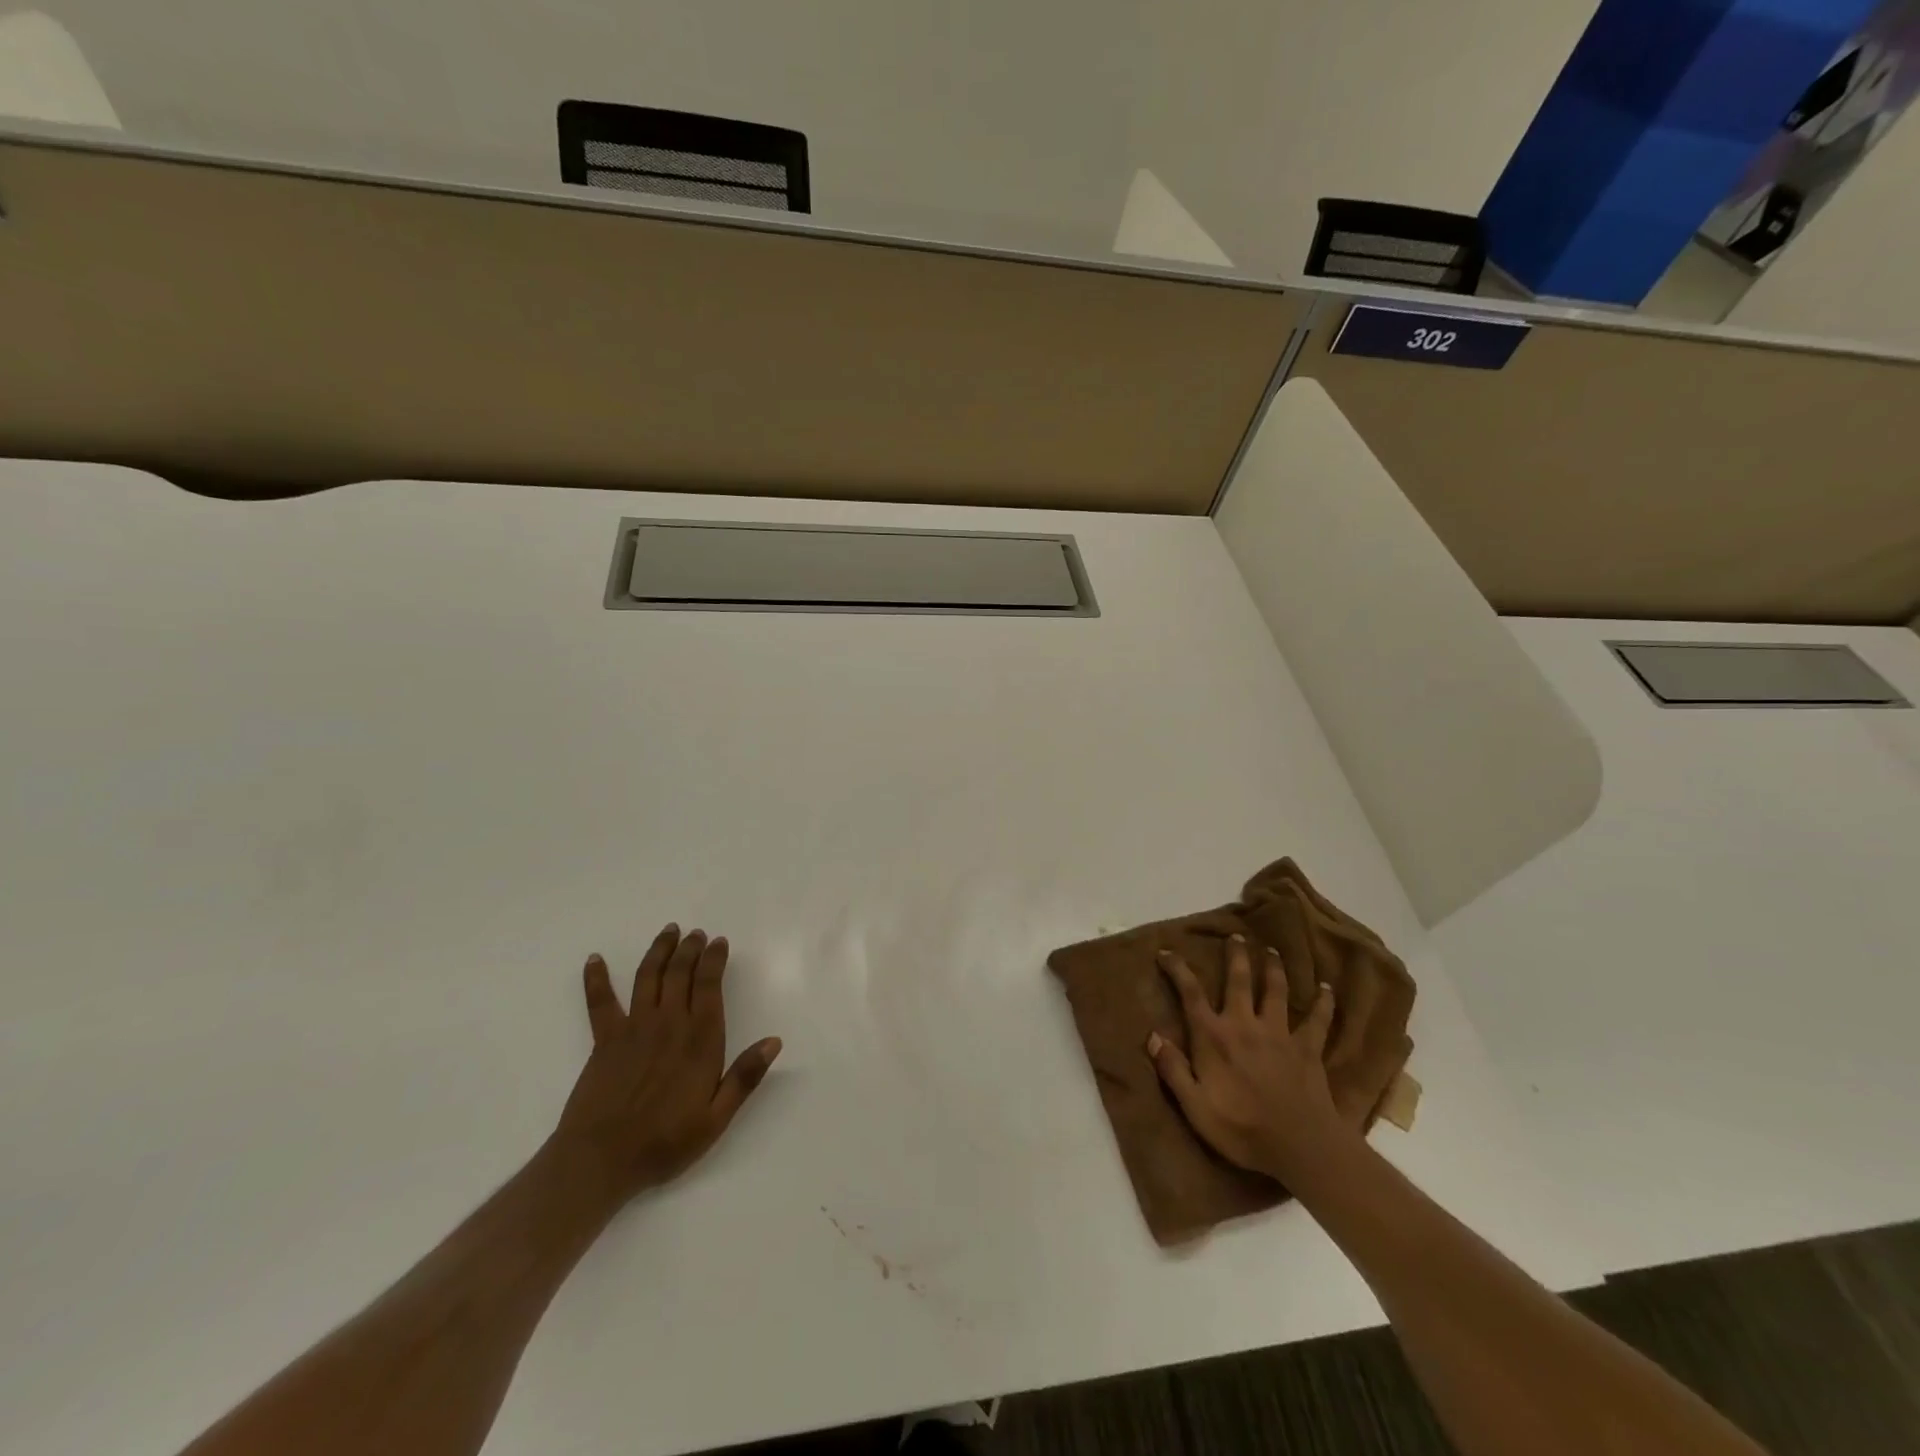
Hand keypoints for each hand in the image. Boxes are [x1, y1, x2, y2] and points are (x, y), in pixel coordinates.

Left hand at [550, 924, 781, 1214]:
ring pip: (648, 976)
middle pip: (680, 973)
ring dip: (659, 950)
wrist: (600, 1161)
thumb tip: (774, 1041)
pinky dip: (596, 978)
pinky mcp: (605, 1039)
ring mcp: (634, 1028)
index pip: (710, 985)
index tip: (719, 942)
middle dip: (690, 948)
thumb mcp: (716, 1119)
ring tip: (668, 932)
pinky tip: (594, 959)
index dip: (715, 960)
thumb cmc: (664, 1143)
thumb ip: (745, 1077)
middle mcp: (669, 1023)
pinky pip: (600, 1001)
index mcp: (700, 1040)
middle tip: (696, 934)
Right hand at [1147, 935, 1354, 1184]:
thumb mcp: (1195, 1107)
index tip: (1166, 951)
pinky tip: (1326, 988)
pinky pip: (1318, 1020)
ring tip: (1272, 951)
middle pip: (1239, 980)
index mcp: (1214, 1037)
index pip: (1190, 993)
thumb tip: (1152, 1036)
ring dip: (1273, 968)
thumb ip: (1173, 1070)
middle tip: (1235, 935)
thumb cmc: (1242, 1130)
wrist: (1300, 1147)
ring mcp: (1279, 1034)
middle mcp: (1245, 1025)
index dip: (1177, 969)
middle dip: (1235, 955)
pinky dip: (1323, 1002)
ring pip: (1276, 991)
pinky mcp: (1308, 1048)